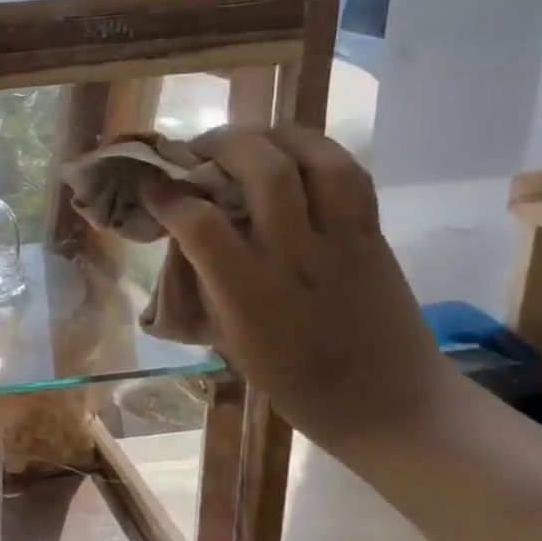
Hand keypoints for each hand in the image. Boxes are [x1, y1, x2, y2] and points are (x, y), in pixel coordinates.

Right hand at [142, 126, 455, 446]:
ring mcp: (342, 241)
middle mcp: (297, 257)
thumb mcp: (229, 338)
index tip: (150, 185)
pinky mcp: (374, 235)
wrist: (391, 404)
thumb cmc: (294, 380)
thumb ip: (206, 279)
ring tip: (248, 140)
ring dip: (274, 136)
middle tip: (198, 149)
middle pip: (263, 171)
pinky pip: (349, 173)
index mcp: (251, 294)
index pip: (199, 223)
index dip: (166, 194)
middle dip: (221, 144)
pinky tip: (291, 154)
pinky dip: (315, 151)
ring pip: (316, 159)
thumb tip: (181, 230)